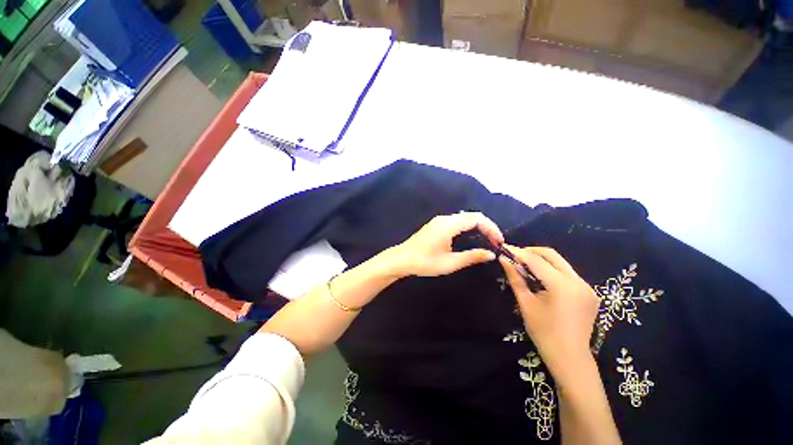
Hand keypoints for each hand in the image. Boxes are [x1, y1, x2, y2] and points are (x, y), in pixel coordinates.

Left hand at [389, 212, 503, 277]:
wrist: (402, 259)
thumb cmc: (425, 262)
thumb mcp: (450, 263)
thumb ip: (472, 257)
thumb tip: (491, 254)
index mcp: (449, 225)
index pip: (477, 219)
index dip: (491, 228)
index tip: (499, 242)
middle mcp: (445, 219)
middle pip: (472, 216)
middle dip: (487, 227)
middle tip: (495, 243)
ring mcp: (440, 220)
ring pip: (465, 218)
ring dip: (478, 227)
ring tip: (487, 241)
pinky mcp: (437, 224)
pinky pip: (458, 221)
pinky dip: (469, 227)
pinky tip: (472, 238)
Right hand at [499, 246, 598, 378]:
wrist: (570, 358)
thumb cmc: (544, 333)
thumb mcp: (526, 303)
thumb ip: (515, 278)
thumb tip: (504, 259)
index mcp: (562, 286)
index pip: (536, 260)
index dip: (519, 253)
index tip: (505, 248)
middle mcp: (578, 281)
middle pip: (552, 255)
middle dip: (531, 252)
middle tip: (515, 255)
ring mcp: (587, 287)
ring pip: (561, 263)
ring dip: (542, 261)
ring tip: (525, 266)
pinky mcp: (590, 292)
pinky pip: (568, 273)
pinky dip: (552, 270)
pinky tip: (542, 279)